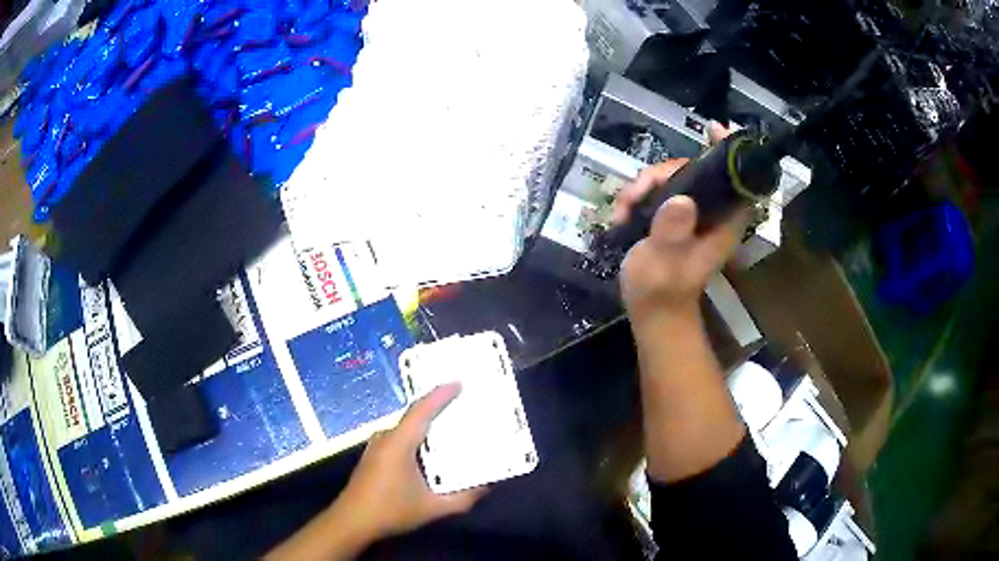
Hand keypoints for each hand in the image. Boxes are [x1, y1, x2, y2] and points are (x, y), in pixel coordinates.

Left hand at [335, 383, 486, 538]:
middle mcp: (386, 438)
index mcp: (398, 443)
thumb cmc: (391, 510)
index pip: (421, 411)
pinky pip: (400, 437)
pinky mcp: (374, 455)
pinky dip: (417, 436)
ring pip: (406, 427)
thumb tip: (486, 487)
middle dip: (438, 408)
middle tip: (462, 404)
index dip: (440, 395)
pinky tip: (428, 449)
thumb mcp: (432, 508)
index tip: (459, 383)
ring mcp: (377, 446)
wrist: (352, 520)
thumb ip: (462, 499)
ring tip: (450, 425)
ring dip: (427, 424)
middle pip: (415, 416)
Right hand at [613, 123, 750, 323]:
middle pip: (693, 170)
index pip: (736, 178)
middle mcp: (712, 212)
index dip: (728, 150)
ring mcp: (692, 214)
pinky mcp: (675, 217)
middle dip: (659, 174)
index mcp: (723, 221)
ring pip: (671, 178)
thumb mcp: (664, 263)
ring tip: (622, 210)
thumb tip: (680, 200)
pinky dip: (639, 195)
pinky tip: (622, 213)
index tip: (713, 129)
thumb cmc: (661, 292)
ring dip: (642, 186)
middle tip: (634, 194)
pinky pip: (659, 191)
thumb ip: (671, 233)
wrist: (651, 312)